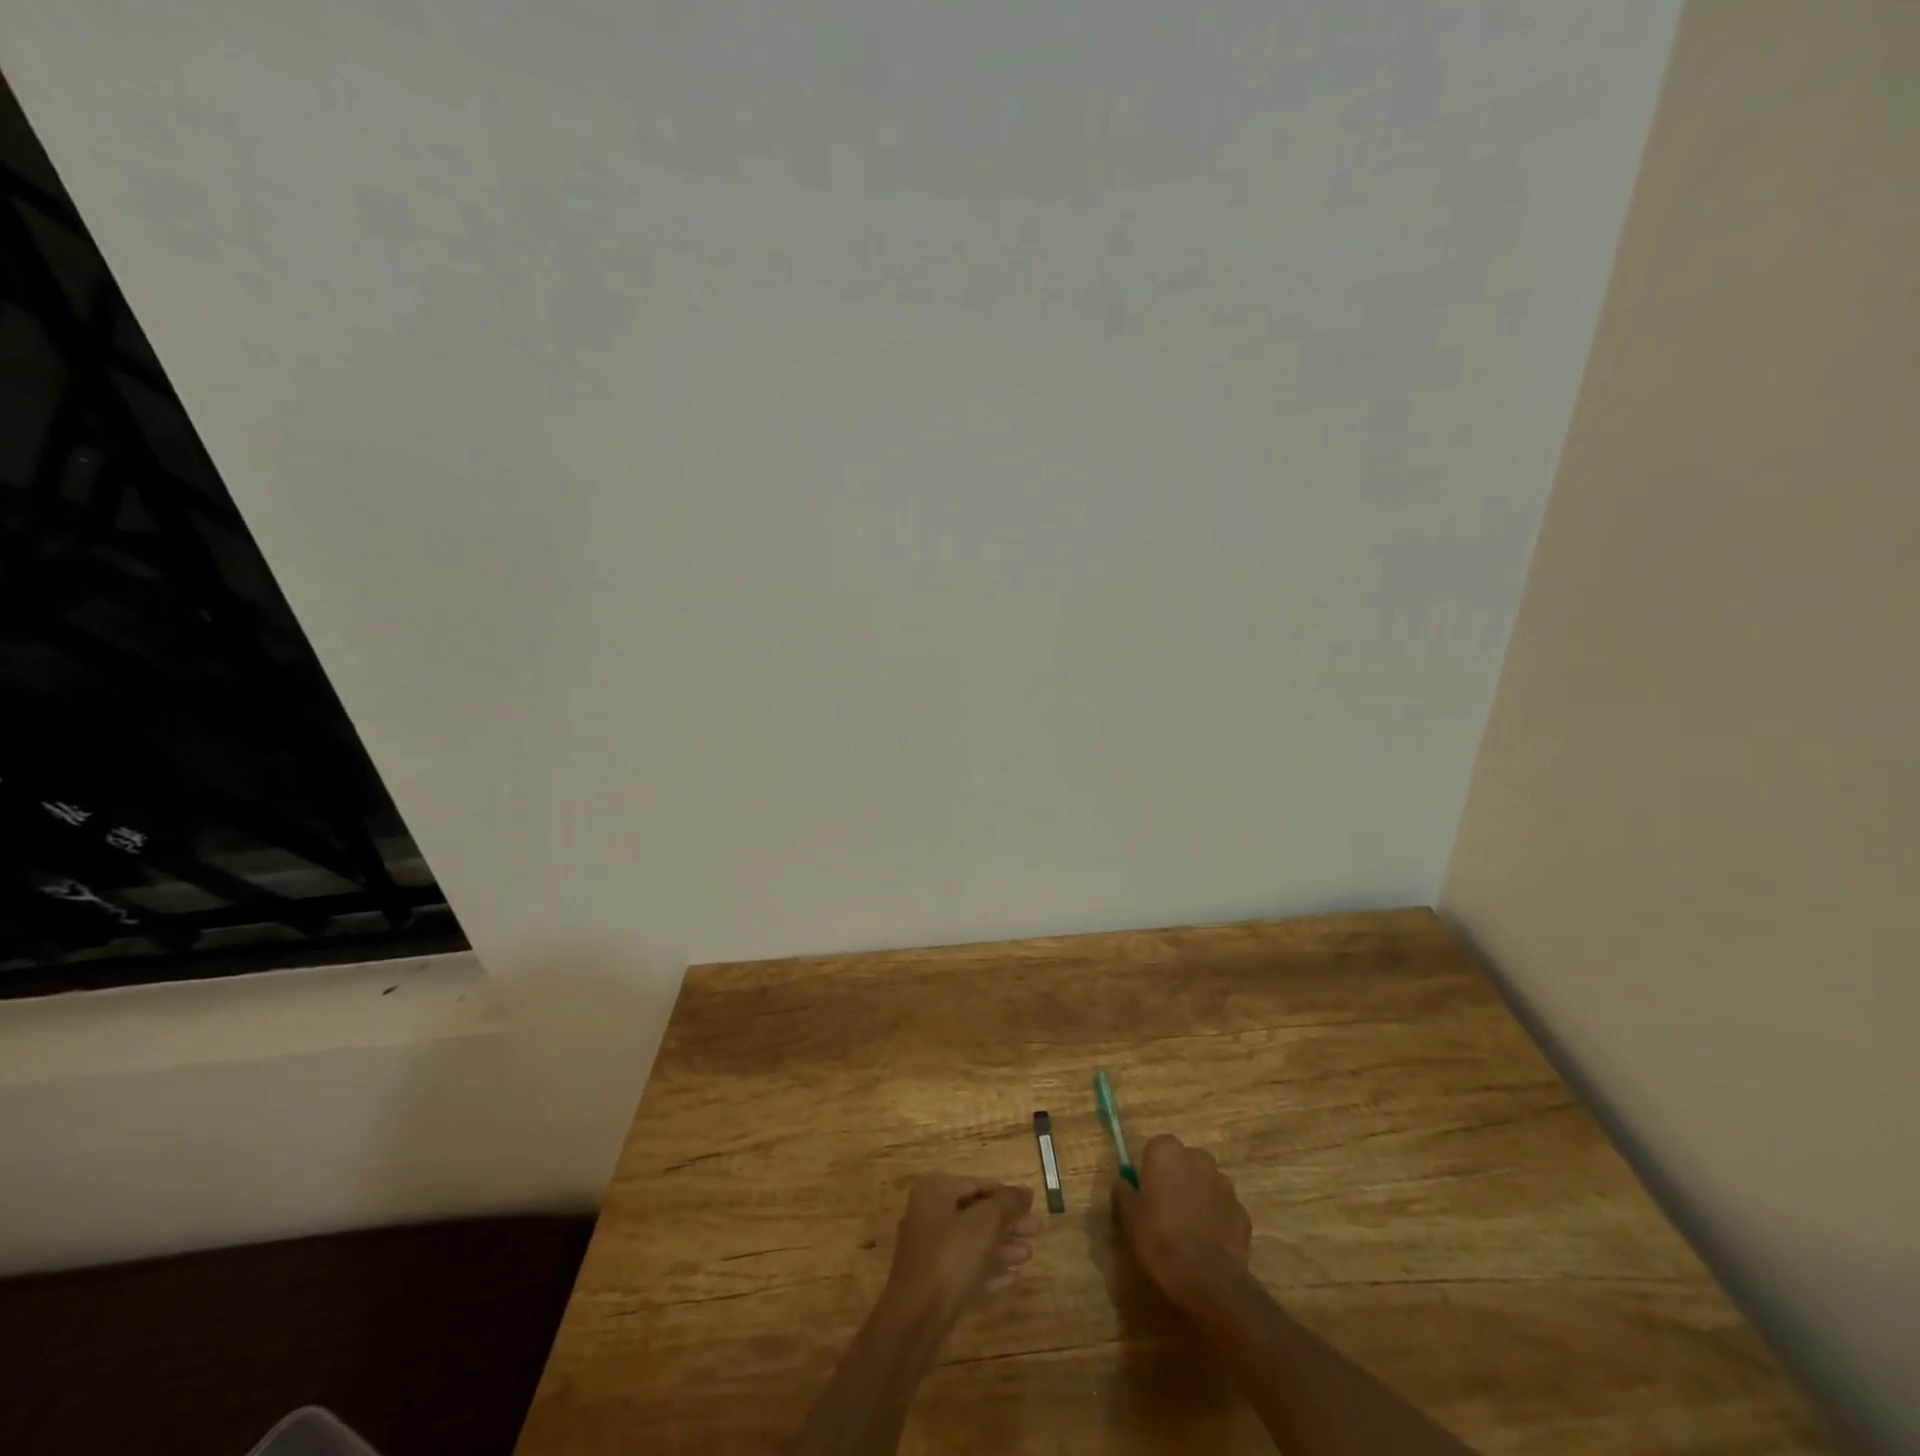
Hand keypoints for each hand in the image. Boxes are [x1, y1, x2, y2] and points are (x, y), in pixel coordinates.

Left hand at [883, 1174, 1040, 1325]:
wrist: (917, 1317)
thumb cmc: (951, 1256)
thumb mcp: (986, 1223)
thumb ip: (1007, 1203)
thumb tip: (1025, 1191)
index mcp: (935, 1190)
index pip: (978, 1184)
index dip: (1007, 1194)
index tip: (1032, 1205)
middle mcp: (928, 1213)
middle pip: (976, 1213)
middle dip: (1007, 1223)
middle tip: (1037, 1230)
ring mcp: (927, 1249)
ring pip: (972, 1241)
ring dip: (1001, 1247)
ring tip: (1028, 1255)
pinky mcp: (931, 1281)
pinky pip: (965, 1267)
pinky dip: (987, 1269)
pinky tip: (1012, 1278)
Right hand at [1113, 1134, 1251, 1307]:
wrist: (1205, 1279)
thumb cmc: (1159, 1238)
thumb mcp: (1129, 1215)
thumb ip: (1125, 1191)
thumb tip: (1125, 1183)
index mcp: (1167, 1152)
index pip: (1156, 1148)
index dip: (1151, 1170)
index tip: (1146, 1192)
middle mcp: (1198, 1158)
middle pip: (1185, 1162)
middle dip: (1178, 1179)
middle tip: (1166, 1208)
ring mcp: (1224, 1184)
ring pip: (1207, 1183)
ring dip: (1199, 1196)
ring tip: (1188, 1229)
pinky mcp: (1242, 1212)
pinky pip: (1223, 1208)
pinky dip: (1217, 1219)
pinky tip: (1208, 1243)